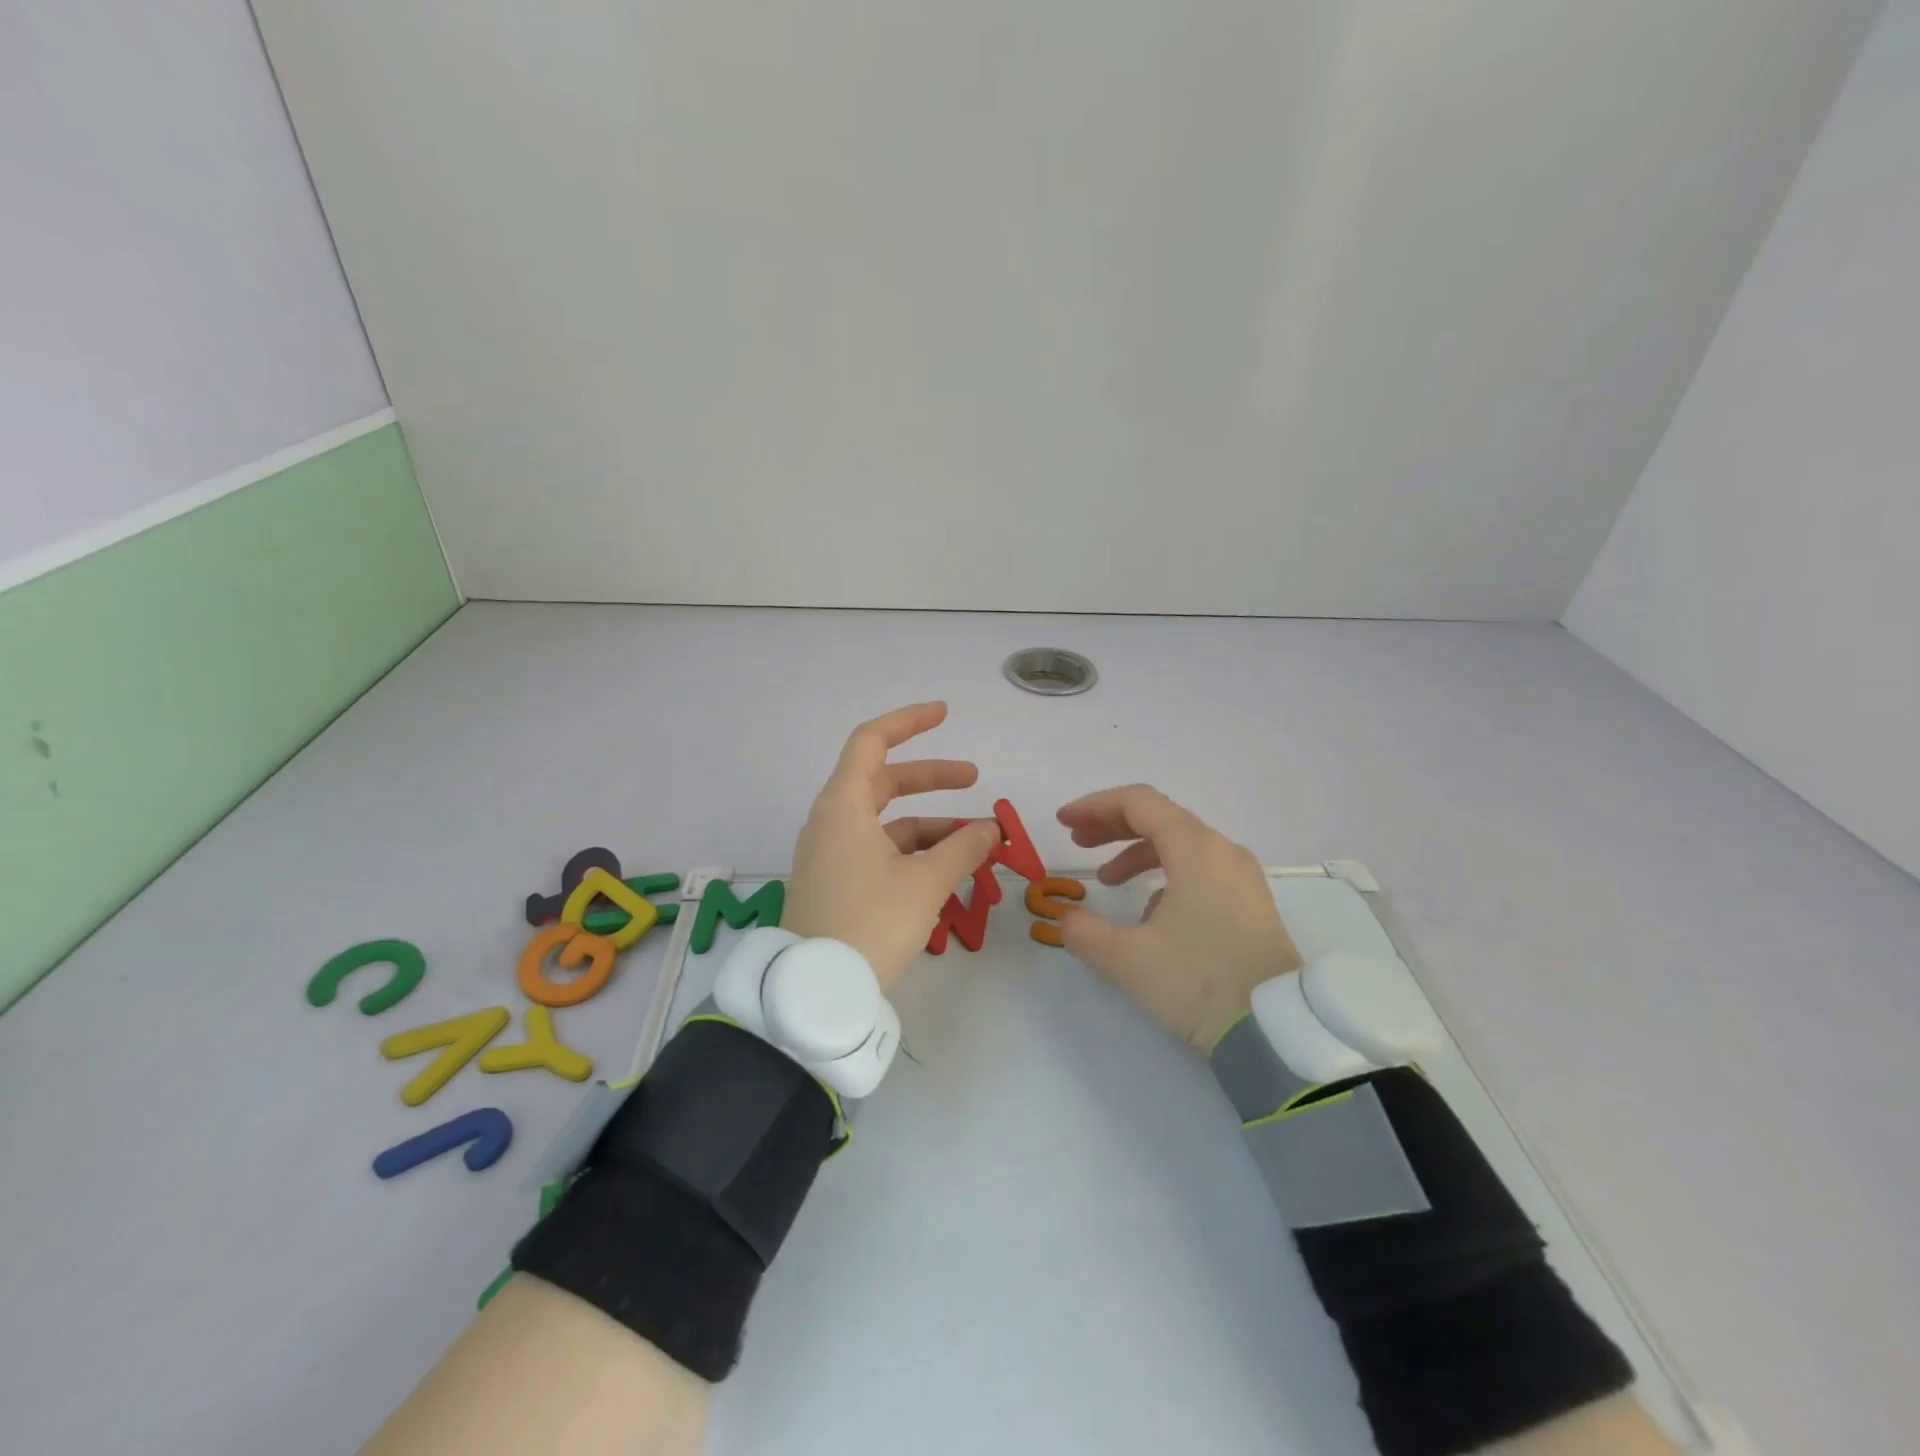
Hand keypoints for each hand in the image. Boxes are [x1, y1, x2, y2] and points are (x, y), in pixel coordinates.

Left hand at [786, 702, 1005, 991]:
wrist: (817, 994)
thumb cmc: (870, 924)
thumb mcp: (925, 884)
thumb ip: (963, 848)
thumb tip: (990, 828)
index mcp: (843, 806)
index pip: (871, 741)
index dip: (909, 722)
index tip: (945, 714)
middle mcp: (832, 821)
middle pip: (884, 781)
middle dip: (932, 778)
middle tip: (974, 780)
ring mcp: (831, 854)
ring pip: (886, 822)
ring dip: (931, 825)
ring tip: (977, 841)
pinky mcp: (835, 883)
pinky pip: (879, 851)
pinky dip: (913, 852)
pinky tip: (947, 871)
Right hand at [1055, 785, 1302, 1051]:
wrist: (1280, 1032)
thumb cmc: (1201, 983)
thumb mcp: (1130, 961)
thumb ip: (1085, 933)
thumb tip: (1067, 920)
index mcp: (1196, 850)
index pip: (1138, 803)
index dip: (1094, 806)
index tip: (1063, 823)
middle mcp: (1222, 851)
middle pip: (1159, 817)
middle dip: (1111, 826)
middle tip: (1076, 842)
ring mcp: (1241, 877)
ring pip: (1180, 844)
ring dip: (1136, 852)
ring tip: (1106, 880)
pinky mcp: (1250, 903)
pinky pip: (1199, 870)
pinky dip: (1164, 875)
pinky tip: (1148, 915)